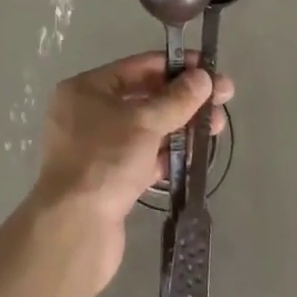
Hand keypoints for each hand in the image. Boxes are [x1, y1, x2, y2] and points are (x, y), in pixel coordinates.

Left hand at [28, 53, 233, 290]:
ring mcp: (98, 148)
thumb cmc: (105, 160)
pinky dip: (167, 155)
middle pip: (144, 97)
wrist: (75, 230)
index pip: (138, 67)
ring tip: (216, 127)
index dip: (175, 66)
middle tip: (222, 99)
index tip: (208, 67)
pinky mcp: (109, 180)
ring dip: (180, 127)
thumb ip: (177, 99)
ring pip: (146, 129)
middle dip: (183, 99)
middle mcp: (88, 113)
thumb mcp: (144, 122)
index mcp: (86, 88)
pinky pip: (143, 158)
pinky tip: (195, 156)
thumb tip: (204, 77)